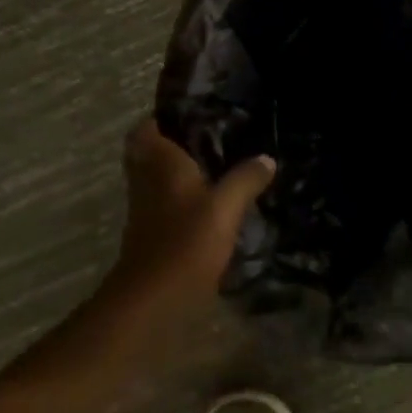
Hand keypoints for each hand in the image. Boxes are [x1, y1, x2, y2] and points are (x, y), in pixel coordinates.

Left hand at [106, 119, 274, 312]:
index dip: (162, 118)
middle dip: (172, 143)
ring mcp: (145, 208)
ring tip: (216, 165)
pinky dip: (180, 197)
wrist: (153, 299)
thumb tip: (266, 158)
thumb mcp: (226, 207)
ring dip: (177, 171)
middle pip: (149, 152)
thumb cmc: (186, 241)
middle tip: (209, 138)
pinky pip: (163, 202)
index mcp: (159, 163)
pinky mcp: (151, 233)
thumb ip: (246, 178)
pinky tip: (210, 202)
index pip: (146, 127)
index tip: (192, 113)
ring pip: (156, 177)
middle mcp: (146, 180)